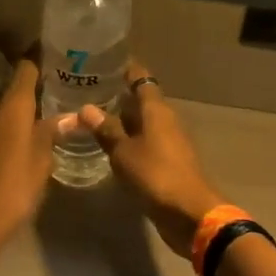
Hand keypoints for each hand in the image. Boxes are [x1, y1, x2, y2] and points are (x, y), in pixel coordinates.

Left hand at [0, 57, 56, 252]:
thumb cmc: (14, 188)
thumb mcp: (41, 161)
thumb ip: (52, 133)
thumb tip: (70, 115)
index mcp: (11, 107)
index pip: (26, 70)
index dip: (42, 63)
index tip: (61, 62)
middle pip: (15, 90)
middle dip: (37, 92)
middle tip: (64, 95)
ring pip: (6, 111)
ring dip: (24, 113)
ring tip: (51, 119)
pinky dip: (13, 128)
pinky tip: (28, 141)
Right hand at [77, 60, 223, 257]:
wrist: (189, 213)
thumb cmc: (155, 174)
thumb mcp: (123, 152)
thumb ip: (106, 130)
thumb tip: (86, 108)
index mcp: (157, 110)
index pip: (141, 79)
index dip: (125, 69)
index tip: (104, 62)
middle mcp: (165, 121)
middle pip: (142, 101)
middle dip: (118, 96)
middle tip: (88, 91)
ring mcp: (169, 142)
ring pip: (143, 123)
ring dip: (122, 120)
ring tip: (93, 118)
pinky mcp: (168, 163)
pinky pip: (145, 143)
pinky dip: (128, 141)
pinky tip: (109, 146)